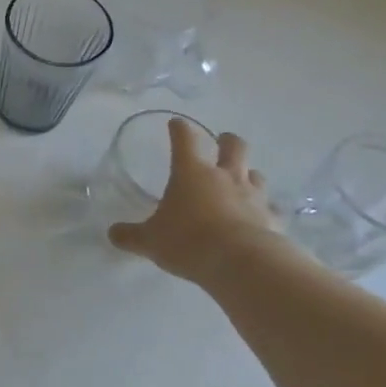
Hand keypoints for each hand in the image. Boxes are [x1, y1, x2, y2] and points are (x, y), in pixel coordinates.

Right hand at [108, 120, 285, 284]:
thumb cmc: (188, 241)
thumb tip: (112, 233)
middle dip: (227, 141)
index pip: (184, 140)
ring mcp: (253, 196)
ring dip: (248, 174)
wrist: (242, 263)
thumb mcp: (150, 240)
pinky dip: (266, 210)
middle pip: (233, 147)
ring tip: (242, 180)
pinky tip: (262, 217)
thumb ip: (131, 235)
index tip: (176, 123)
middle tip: (222, 141)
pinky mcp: (273, 219)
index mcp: (191, 173)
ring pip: (256, 174)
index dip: (179, 129)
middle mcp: (225, 177)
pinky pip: (271, 209)